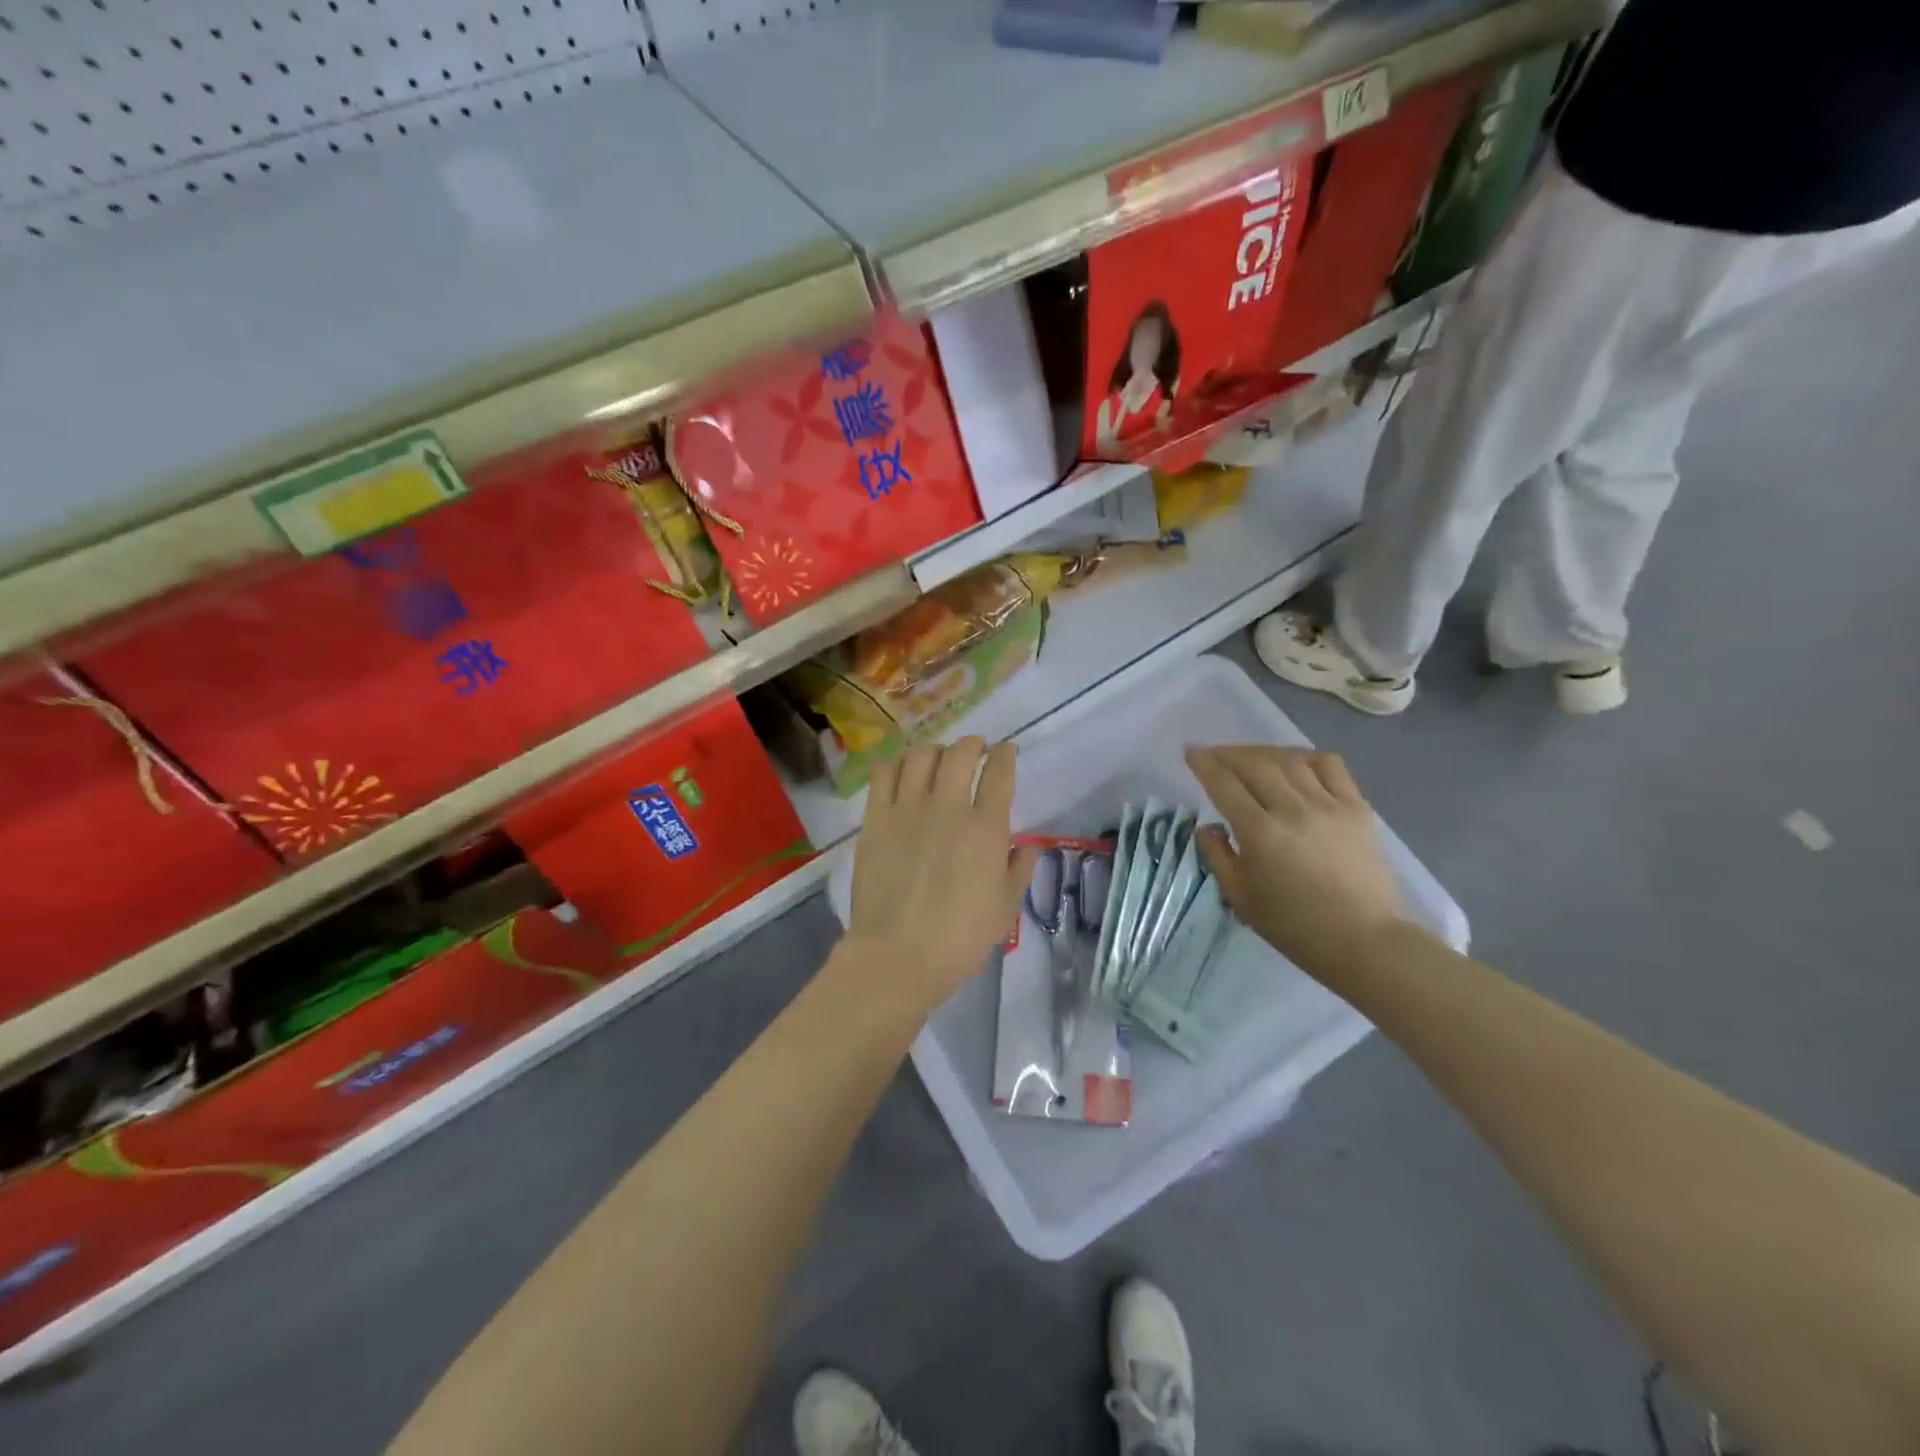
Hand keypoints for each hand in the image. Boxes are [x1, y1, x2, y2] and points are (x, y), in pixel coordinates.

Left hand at [844, 738, 1039, 1009]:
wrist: (897, 955)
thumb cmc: (959, 938)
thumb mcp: (1004, 907)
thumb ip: (1019, 870)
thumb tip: (1028, 847)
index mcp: (986, 828)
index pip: (999, 773)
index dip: (1005, 755)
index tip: (1006, 751)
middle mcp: (948, 807)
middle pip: (960, 753)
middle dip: (972, 744)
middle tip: (975, 749)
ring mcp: (907, 808)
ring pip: (920, 755)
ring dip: (935, 749)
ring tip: (938, 757)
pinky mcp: (876, 818)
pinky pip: (884, 773)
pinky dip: (896, 763)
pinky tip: (901, 769)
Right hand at [1186, 746, 1407, 974]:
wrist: (1362, 941)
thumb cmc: (1293, 926)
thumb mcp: (1240, 897)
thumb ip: (1217, 856)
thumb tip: (1207, 827)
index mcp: (1261, 834)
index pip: (1224, 785)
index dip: (1204, 764)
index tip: (1191, 752)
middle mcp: (1293, 810)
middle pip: (1254, 764)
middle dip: (1228, 754)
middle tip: (1213, 755)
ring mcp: (1329, 805)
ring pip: (1289, 760)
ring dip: (1262, 752)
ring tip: (1249, 757)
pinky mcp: (1357, 808)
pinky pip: (1330, 766)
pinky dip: (1306, 757)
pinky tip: (1294, 764)